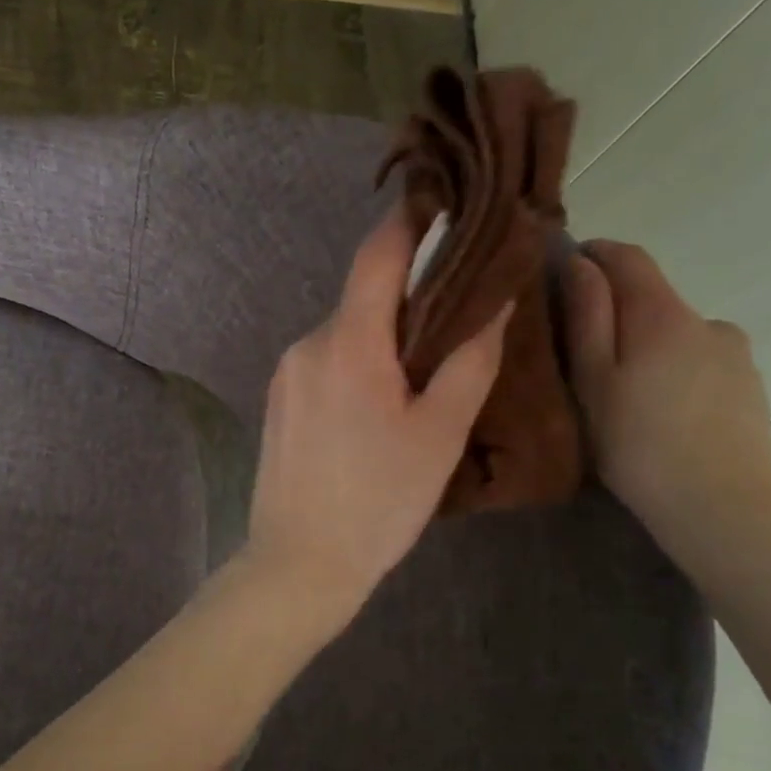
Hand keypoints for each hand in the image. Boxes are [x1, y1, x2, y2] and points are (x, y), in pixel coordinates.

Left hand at [244, 209, 512, 627]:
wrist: (298, 562)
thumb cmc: (379, 502)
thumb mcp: (439, 433)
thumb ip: (469, 360)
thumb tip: (494, 300)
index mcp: (347, 343)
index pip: (377, 256)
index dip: (411, 223)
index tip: (445, 208)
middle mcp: (306, 345)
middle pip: (363, 299)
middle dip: (409, 300)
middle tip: (456, 322)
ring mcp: (284, 375)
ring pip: (344, 336)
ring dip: (382, 341)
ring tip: (420, 381)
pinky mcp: (277, 403)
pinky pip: (324, 364)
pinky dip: (356, 366)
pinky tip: (376, 410)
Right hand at [566, 240, 770, 555]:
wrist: (719, 509)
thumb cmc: (637, 445)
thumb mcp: (593, 381)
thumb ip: (587, 317)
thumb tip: (580, 263)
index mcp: (665, 315)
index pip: (628, 258)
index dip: (592, 254)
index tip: (561, 269)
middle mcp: (709, 321)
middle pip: (652, 298)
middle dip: (615, 311)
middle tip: (579, 355)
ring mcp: (737, 355)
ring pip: (677, 333)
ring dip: (646, 346)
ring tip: (622, 395)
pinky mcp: (751, 388)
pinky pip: (700, 361)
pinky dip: (673, 371)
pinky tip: (659, 414)